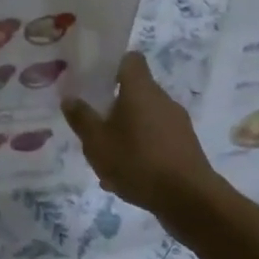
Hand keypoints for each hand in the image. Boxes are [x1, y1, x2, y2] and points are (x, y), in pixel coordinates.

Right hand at [63, 52, 220, 219]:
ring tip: (106, 160)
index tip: (95, 81)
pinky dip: (140, 151)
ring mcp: (177, 123)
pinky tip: (125, 178)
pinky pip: (155, 140)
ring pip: (143, 119)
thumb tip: (70, 98)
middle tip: (93, 127)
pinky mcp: (185, 146)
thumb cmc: (138, 162)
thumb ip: (81, 118)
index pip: (130, 59)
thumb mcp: (97, 143)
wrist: (188, 199)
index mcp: (141, 90)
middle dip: (112, 107)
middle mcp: (162, 99)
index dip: (112, 65)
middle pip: (135, 92)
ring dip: (125, 133)